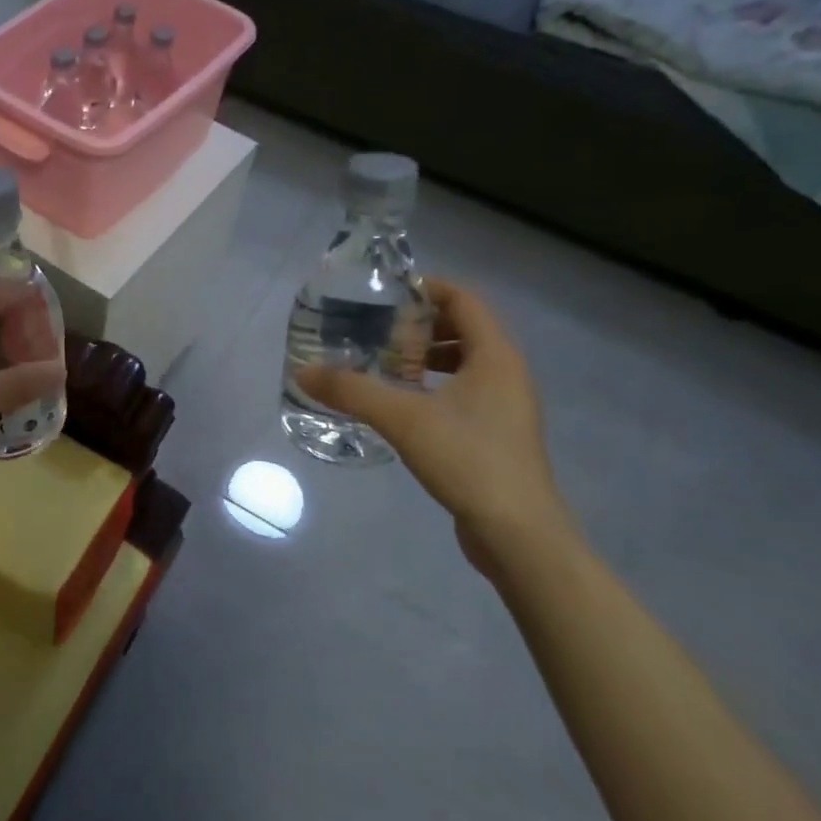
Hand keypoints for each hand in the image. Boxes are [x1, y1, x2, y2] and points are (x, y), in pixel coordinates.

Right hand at [295, 278, 570, 574]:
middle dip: (422, 325)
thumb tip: (303, 371)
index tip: (389, 291)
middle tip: (379, 329)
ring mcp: (506, 406)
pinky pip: (466, 392)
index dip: (429, 288)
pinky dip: (435, 386)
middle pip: (466, 329)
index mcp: (496, 356)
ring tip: (385, 365)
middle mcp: (507, 373)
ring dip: (427, 357)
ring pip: (466, 364)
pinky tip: (403, 406)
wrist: (517, 532)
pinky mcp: (498, 435)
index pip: (465, 300)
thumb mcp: (402, 419)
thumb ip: (351, 391)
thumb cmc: (468, 459)